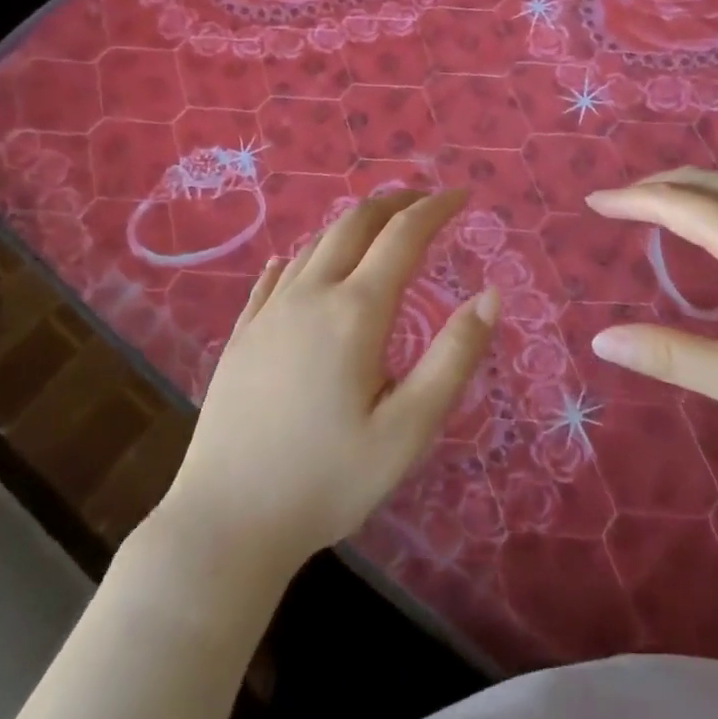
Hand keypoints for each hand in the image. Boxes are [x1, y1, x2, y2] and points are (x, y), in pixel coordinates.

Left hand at [159, 189, 498, 570]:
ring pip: (314, 245)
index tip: (461, 195)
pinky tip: (301, 263)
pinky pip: (276, 277)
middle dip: (394, 202)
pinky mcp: (241, 336)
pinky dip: (304, 256)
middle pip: (354, 224)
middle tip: (424, 199)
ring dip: (352, 224)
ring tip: (378, 226)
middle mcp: (309, 296)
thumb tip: (491, 295)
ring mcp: (268, 313)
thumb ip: (454, 357)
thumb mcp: (409, 428)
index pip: (403, 236)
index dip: (435, 209)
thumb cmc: (329, 479)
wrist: (226, 522)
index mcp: (355, 312)